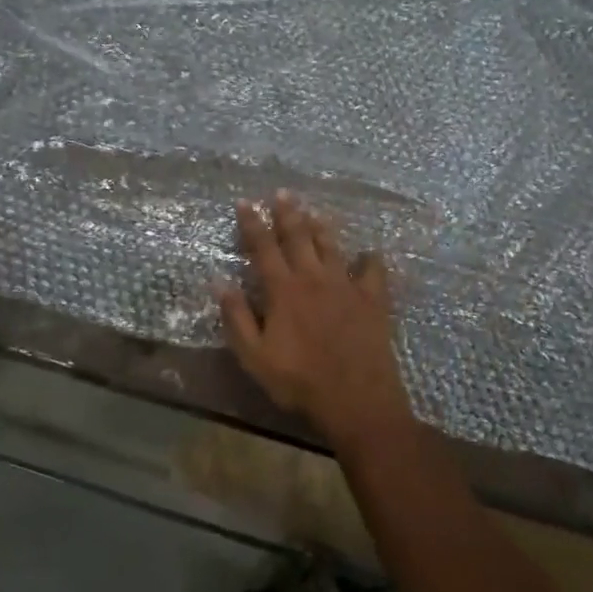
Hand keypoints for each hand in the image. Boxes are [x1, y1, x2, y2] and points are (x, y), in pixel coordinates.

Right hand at [216, 191, 413, 443]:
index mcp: (283, 290)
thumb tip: (219, 281)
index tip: (246, 202)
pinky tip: (369, 253)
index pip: (263, 247)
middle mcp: (314, 278)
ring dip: (321, 226)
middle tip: (282, 193)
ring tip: (314, 211)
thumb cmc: (298, 381)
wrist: (355, 398)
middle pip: (298, 237)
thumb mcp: (254, 356)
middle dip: (288, 213)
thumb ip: (236, 317)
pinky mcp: (373, 298)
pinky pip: (373, 270)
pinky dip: (369, 258)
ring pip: (332, 246)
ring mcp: (346, 285)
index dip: (253, 223)